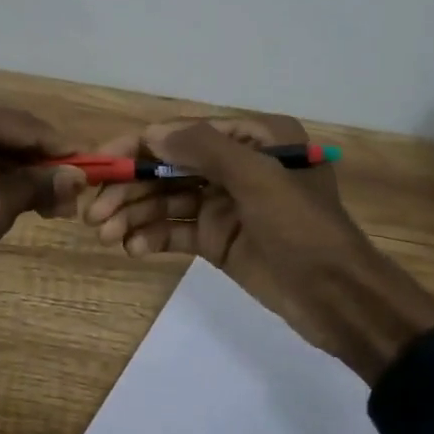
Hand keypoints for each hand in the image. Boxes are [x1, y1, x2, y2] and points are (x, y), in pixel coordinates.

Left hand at [0, 86, 85, 320]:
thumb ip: (35, 186)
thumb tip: (79, 175)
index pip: (27, 127)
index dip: (64, 153)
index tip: (97, 175)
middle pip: (9, 133)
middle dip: (41, 167)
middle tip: (69, 204)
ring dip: (18, 175)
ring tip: (48, 209)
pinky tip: (13, 201)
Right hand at [81, 115, 433, 380]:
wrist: (338, 300)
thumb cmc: (303, 230)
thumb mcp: (260, 180)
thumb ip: (206, 149)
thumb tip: (152, 132)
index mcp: (255, 138)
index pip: (185, 134)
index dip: (139, 146)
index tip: (100, 163)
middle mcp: (237, 165)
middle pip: (170, 169)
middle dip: (131, 188)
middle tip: (94, 214)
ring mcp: (226, 204)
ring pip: (168, 201)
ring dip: (135, 215)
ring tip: (106, 235)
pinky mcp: (219, 239)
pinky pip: (177, 231)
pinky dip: (153, 238)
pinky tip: (132, 249)